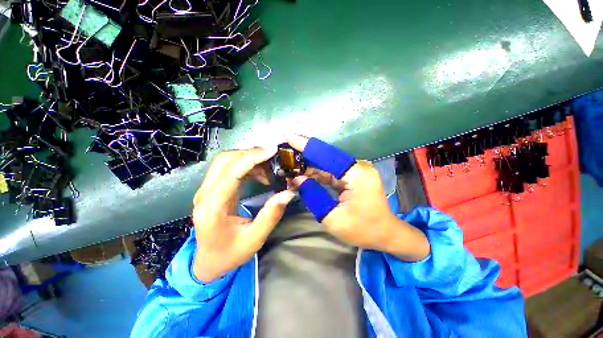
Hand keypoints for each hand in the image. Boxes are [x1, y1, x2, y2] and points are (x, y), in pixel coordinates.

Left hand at [192, 147, 295, 281]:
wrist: (208, 262)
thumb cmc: (229, 254)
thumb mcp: (255, 239)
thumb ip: (271, 215)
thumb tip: (289, 193)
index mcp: (213, 207)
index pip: (232, 171)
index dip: (252, 157)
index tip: (272, 151)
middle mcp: (205, 194)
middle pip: (225, 160)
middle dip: (251, 154)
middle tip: (273, 157)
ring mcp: (206, 190)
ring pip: (226, 161)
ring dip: (249, 159)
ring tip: (270, 168)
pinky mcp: (213, 189)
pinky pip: (229, 169)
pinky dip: (247, 166)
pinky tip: (261, 175)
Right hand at [286, 135, 429, 261]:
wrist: (385, 234)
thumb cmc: (362, 230)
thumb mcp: (333, 218)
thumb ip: (313, 196)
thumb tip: (298, 179)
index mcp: (356, 174)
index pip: (326, 155)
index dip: (306, 145)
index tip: (288, 136)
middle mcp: (357, 167)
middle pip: (326, 156)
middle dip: (304, 154)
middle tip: (285, 153)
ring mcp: (356, 170)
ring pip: (326, 163)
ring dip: (309, 165)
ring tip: (290, 165)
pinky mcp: (352, 176)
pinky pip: (331, 171)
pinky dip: (317, 172)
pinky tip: (303, 173)